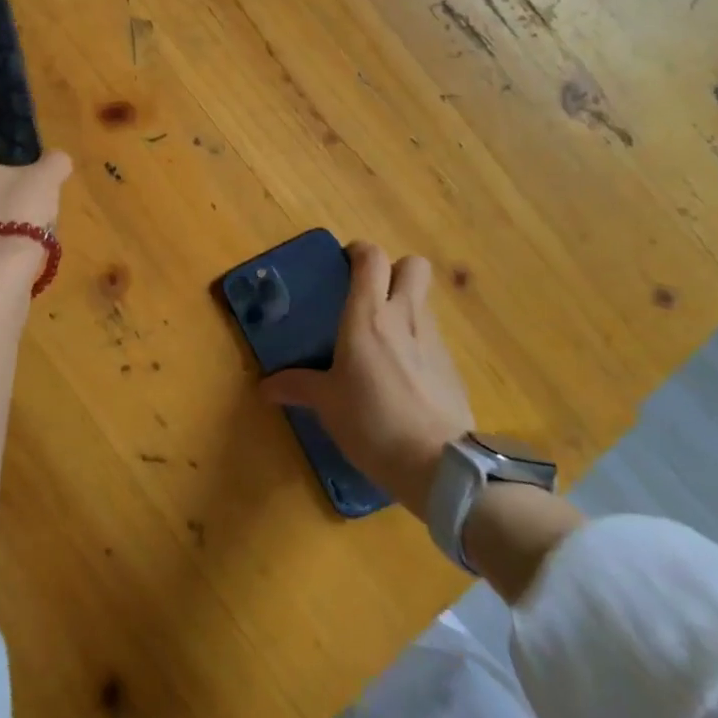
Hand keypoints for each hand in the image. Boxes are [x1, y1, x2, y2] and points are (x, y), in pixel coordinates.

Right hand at [259, 243, 472, 513]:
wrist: (439, 464)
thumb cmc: (373, 422)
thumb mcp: (327, 405)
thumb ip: (298, 387)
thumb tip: (265, 386)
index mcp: (368, 315)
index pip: (372, 257)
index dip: (359, 252)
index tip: (344, 266)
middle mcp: (404, 315)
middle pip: (413, 265)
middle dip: (394, 270)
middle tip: (370, 295)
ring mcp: (433, 339)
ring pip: (423, 300)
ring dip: (405, 306)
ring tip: (383, 339)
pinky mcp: (452, 365)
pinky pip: (432, 336)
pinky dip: (418, 342)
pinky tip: (403, 374)